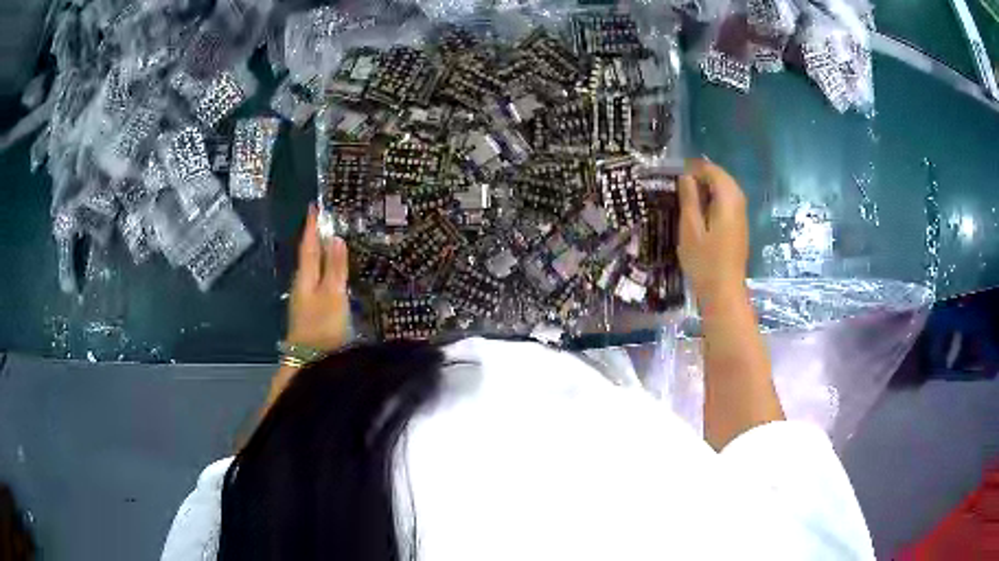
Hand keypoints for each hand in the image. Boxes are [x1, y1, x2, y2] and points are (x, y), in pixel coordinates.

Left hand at [286, 206, 350, 352]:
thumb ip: (335, 267)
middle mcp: (302, 284)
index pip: (309, 245)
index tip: (313, 206)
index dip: (311, 226)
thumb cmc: (322, 326)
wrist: (310, 362)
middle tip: (327, 220)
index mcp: (306, 276)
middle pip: (309, 256)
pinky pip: (318, 281)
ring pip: (313, 269)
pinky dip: (325, 270)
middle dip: (316, 237)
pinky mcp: (312, 311)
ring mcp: (306, 299)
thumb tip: (335, 237)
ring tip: (333, 242)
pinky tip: (333, 274)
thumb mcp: (333, 294)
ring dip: (321, 254)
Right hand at [677, 158, 748, 301]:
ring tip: (687, 197)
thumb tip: (686, 176)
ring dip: (708, 189)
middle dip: (702, 176)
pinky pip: (728, 203)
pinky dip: (714, 201)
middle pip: (722, 178)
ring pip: (726, 190)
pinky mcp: (739, 227)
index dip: (694, 168)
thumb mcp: (690, 228)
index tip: (676, 176)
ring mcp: (741, 216)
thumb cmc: (704, 262)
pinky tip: (701, 213)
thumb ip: (689, 199)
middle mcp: (739, 203)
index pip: (712, 170)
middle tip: (680, 186)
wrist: (724, 293)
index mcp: (728, 199)